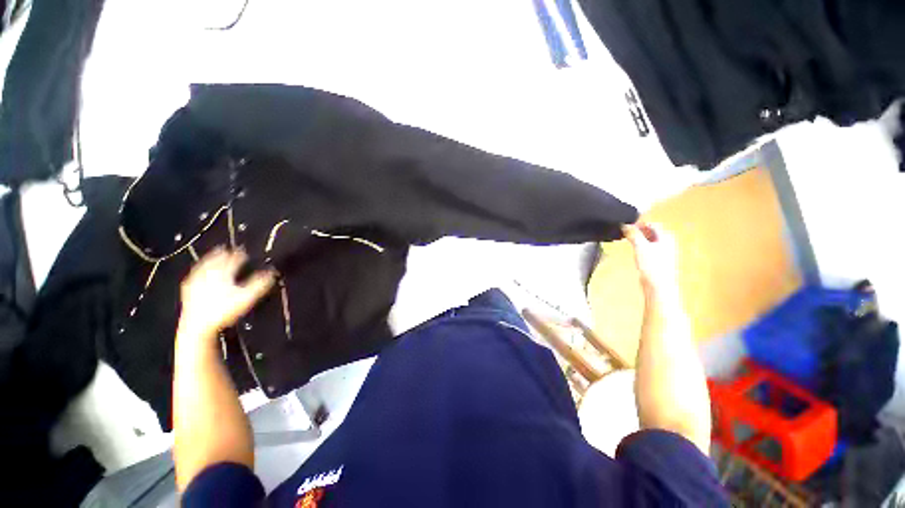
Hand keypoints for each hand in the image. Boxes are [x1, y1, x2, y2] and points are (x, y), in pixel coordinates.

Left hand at [178, 247, 275, 338]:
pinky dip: (197, 272)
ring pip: (203, 266)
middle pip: (216, 260)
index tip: (244, 251)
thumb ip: (260, 283)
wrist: (197, 325)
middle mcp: (208, 274)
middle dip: (222, 254)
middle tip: (226, 248)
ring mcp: (196, 281)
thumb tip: (272, 272)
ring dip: (209, 260)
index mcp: (223, 273)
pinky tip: (197, 274)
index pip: (233, 260)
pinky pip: (193, 276)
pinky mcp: (188, 290)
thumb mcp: (247, 297)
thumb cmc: (224, 310)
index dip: (240, 255)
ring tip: (213, 256)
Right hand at [624, 223, 679, 301]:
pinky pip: (649, 249)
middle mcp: (667, 243)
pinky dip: (641, 247)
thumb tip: (624, 225)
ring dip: (639, 239)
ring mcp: (664, 253)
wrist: (658, 285)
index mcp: (666, 237)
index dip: (639, 224)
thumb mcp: (640, 246)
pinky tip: (635, 251)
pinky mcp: (658, 261)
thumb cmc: (652, 265)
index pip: (652, 224)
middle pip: (652, 232)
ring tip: (628, 240)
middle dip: (638, 231)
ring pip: (650, 241)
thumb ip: (633, 234)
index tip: (626, 225)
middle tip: (625, 232)